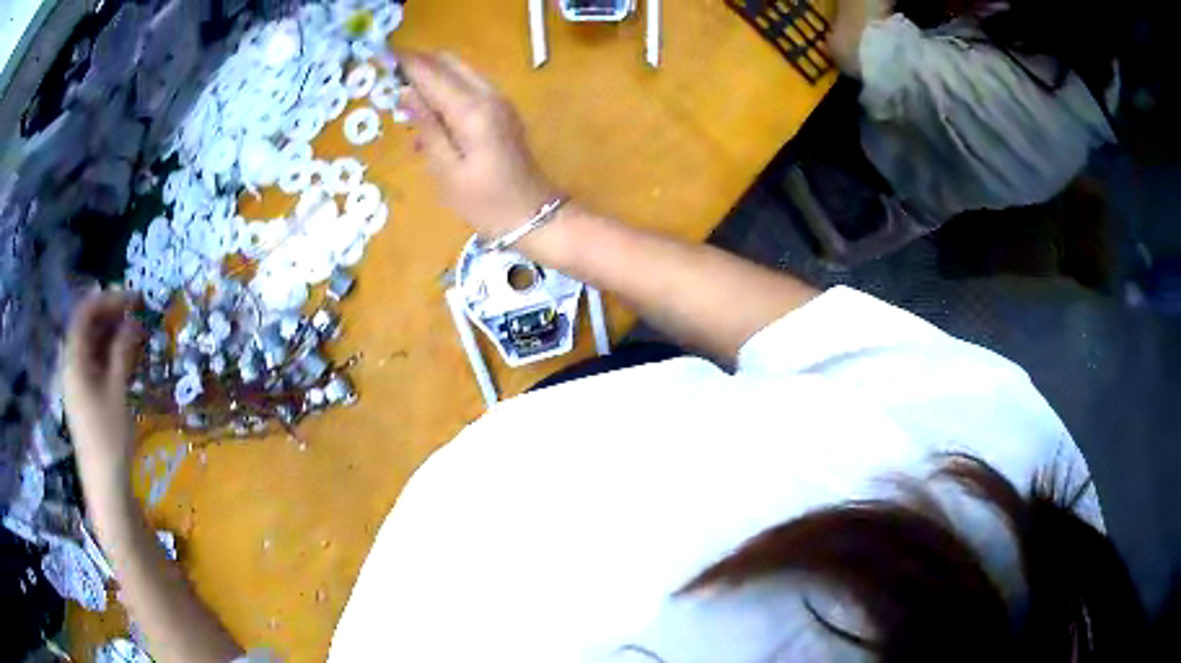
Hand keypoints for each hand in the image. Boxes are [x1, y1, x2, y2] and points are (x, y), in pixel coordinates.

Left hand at [63, 291, 142, 498]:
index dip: (107, 299)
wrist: (105, 486)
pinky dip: (109, 354)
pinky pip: (94, 364)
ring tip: (135, 334)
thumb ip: (122, 352)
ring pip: (91, 346)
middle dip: (111, 314)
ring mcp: (77, 383)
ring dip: (112, 334)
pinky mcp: (85, 398)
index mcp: (74, 361)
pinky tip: (126, 358)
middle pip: (86, 327)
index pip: (84, 313)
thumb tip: (133, 320)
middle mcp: (71, 366)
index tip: (132, 298)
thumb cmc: (109, 439)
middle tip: (137, 313)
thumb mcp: (117, 393)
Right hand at [400, 53, 559, 238]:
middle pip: (449, 63)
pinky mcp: (503, 110)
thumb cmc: (485, 202)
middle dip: (420, 65)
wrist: (534, 214)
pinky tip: (429, 120)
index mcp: (472, 110)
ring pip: (460, 72)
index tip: (382, 56)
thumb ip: (427, 126)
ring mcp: (499, 101)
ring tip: (403, 102)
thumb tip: (406, 92)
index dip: (406, 63)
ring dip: (432, 78)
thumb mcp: (446, 170)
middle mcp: (488, 95)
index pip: (432, 73)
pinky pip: (469, 88)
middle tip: (390, 80)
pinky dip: (446, 92)